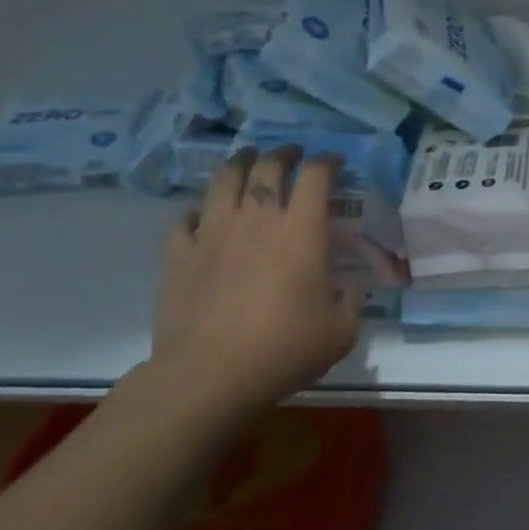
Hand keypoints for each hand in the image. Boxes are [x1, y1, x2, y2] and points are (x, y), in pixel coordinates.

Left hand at [146, 147, 360, 421]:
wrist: (209, 376)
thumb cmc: (284, 349)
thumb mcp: (341, 332)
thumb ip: (350, 303)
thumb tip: (348, 290)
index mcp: (301, 230)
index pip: (316, 175)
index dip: (328, 161)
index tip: (335, 162)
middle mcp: (257, 219)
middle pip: (268, 166)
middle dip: (284, 153)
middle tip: (292, 154)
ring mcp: (212, 233)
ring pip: (223, 179)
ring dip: (239, 163)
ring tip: (247, 161)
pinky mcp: (178, 255)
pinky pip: (184, 219)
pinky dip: (197, 211)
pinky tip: (202, 216)